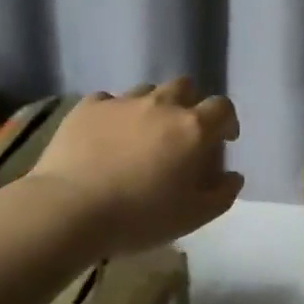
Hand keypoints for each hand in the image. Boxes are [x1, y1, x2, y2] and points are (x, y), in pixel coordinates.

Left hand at [29, 77, 243, 256]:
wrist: (70, 209)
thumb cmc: (140, 217)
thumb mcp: (193, 217)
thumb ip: (222, 194)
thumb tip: (233, 176)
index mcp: (192, 128)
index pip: (222, 108)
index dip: (226, 121)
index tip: (223, 139)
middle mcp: (161, 105)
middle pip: (185, 87)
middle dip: (190, 104)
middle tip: (181, 133)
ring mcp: (123, 102)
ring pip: (147, 91)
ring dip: (152, 107)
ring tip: (141, 135)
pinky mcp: (88, 107)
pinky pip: (109, 101)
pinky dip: (114, 115)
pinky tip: (106, 137)